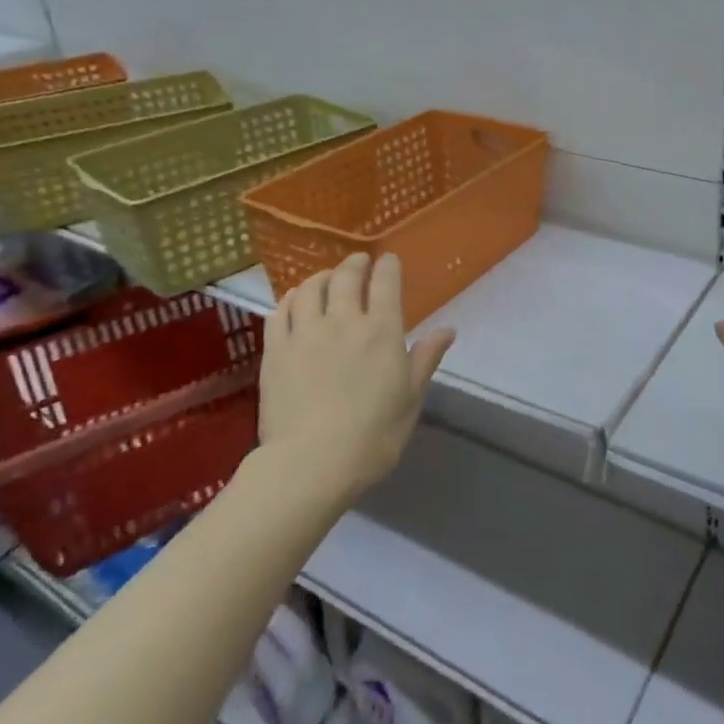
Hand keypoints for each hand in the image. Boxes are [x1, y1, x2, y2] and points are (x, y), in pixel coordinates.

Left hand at [259, 253, 455, 499]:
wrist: (312, 463)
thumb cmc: (373, 435)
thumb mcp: (410, 399)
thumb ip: (426, 359)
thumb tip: (448, 330)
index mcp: (382, 330)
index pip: (386, 282)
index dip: (388, 266)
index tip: (388, 261)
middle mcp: (343, 321)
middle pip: (346, 276)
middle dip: (354, 263)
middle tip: (358, 262)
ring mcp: (305, 332)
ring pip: (311, 287)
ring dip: (321, 276)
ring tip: (326, 278)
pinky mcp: (276, 349)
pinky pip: (280, 311)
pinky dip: (291, 298)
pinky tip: (295, 301)